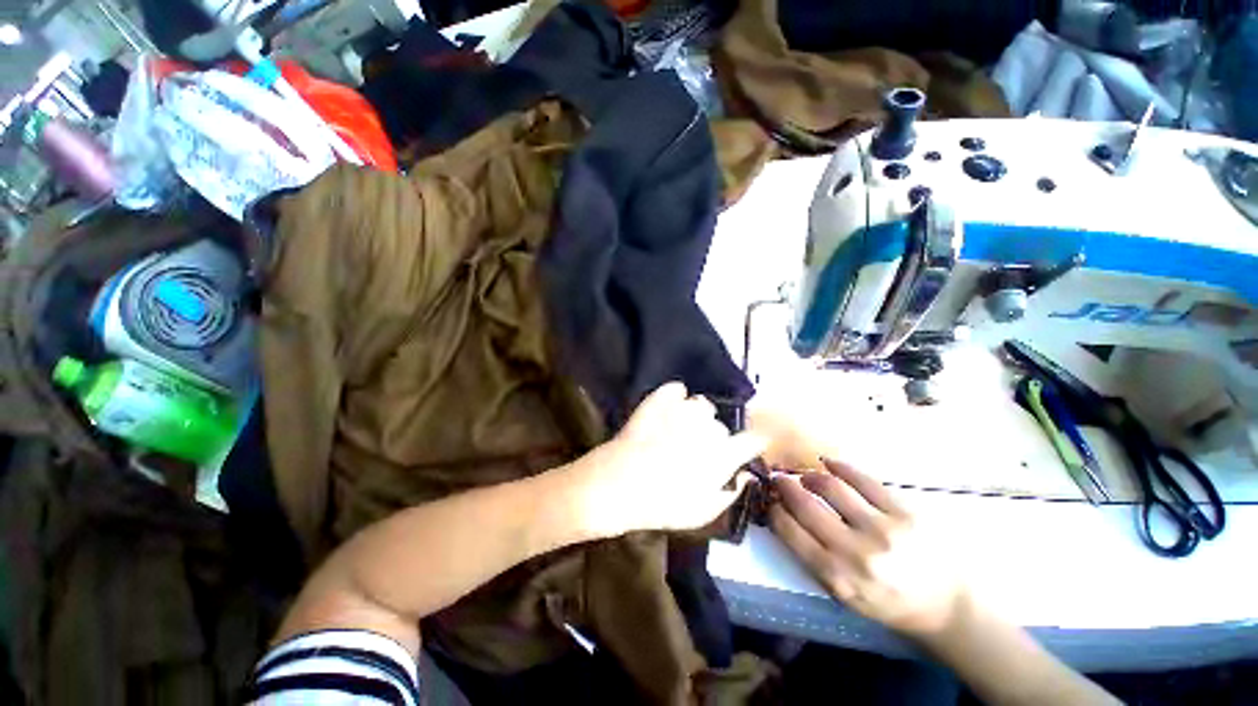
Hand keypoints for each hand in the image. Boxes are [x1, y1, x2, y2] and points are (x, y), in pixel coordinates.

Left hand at [567, 382, 766, 536]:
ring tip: (676, 428)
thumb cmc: (663, 504)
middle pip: (721, 424)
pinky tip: (665, 409)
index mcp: (723, 454)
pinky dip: (674, 397)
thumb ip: (731, 492)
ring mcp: (684, 408)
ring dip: (693, 415)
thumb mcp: (703, 512)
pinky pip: (676, 389)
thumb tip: (746, 475)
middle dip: (712, 435)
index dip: (752, 441)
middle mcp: (709, 426)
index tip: (745, 446)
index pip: (753, 439)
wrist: (620, 483)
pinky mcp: (661, 398)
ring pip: (700, 404)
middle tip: (692, 448)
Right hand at [769, 459, 966, 635]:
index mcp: (838, 577)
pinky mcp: (904, 511)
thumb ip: (815, 560)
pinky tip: (828, 463)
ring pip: (831, 486)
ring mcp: (882, 529)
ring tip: (806, 476)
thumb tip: (787, 518)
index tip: (771, 501)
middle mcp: (856, 552)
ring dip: (810, 476)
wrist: (950, 605)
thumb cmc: (891, 602)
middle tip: (779, 479)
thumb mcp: (847, 595)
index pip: (791, 533)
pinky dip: (840, 467)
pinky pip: (864, 479)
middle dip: (786, 487)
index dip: (775, 511)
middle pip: (807, 505)